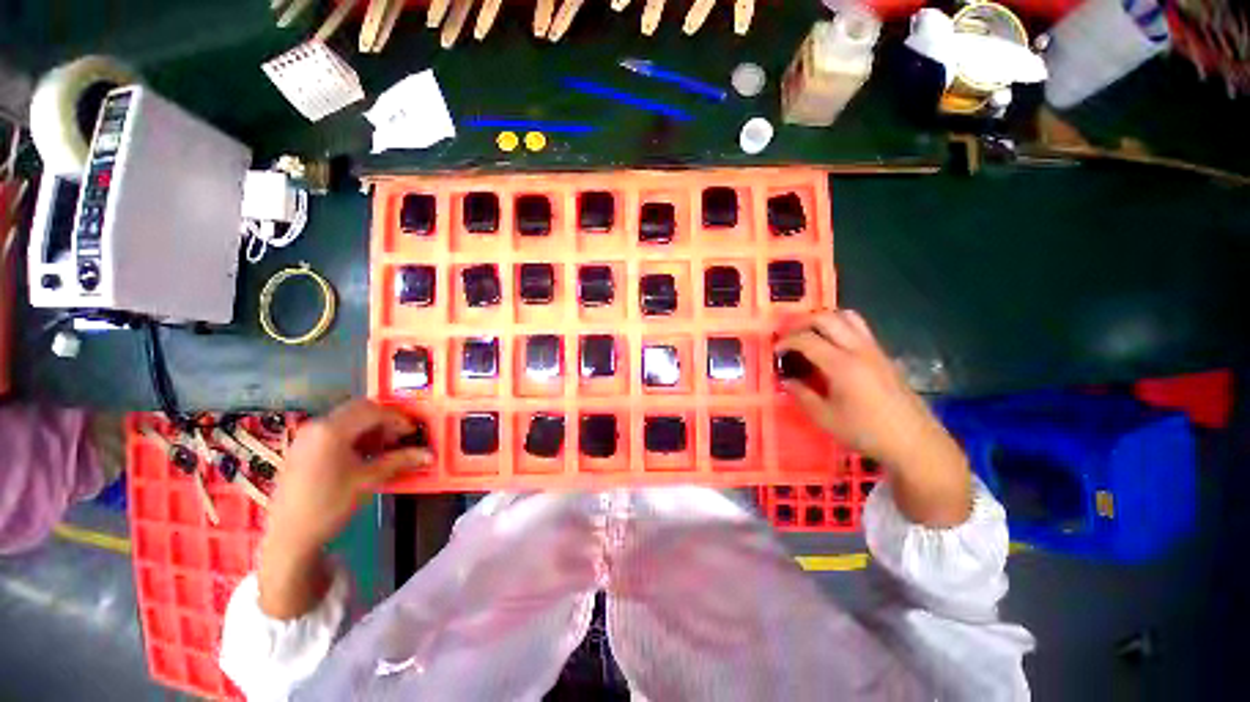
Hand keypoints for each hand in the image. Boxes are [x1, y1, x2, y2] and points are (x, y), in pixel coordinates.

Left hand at [259, 400, 430, 617]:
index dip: (398, 419)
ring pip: (346, 418)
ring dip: (369, 427)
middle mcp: (317, 425)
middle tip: (399, 438)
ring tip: (382, 448)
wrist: (289, 536)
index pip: (374, 411)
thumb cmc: (329, 504)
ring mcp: (306, 436)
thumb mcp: (368, 480)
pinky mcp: (301, 447)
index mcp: (332, 430)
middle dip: (384, 420)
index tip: (413, 432)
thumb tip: (429, 454)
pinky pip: (333, 429)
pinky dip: (353, 435)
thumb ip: (400, 461)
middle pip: (359, 409)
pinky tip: (361, 455)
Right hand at [776, 309, 935, 464]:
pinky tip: (832, 349)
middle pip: (827, 318)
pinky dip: (839, 328)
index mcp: (841, 364)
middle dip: (802, 323)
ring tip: (810, 336)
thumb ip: (801, 395)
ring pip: (847, 317)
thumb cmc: (866, 432)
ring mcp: (874, 349)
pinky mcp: (884, 355)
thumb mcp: (825, 418)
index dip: (786, 341)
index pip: (806, 339)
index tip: (775, 351)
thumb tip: (786, 380)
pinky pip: (859, 328)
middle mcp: (858, 349)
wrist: (915, 442)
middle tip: (789, 338)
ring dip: (824, 320)